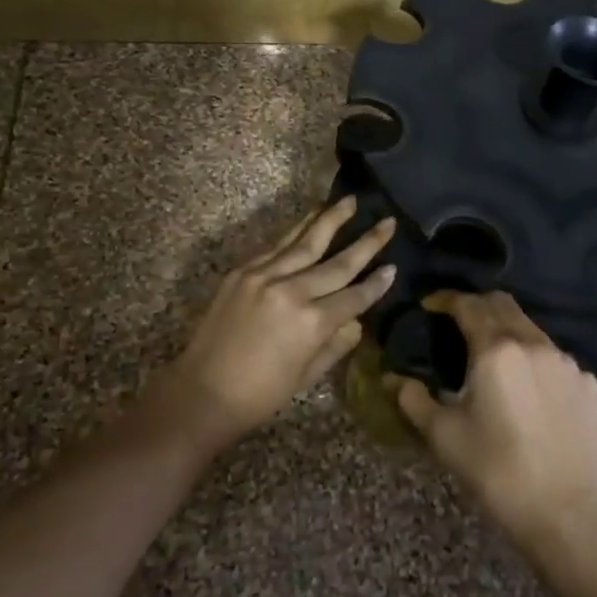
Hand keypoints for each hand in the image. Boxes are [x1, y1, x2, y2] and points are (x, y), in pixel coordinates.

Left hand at [153, 197, 395, 451]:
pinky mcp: (242, 272)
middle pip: (337, 263)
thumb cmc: (259, 395)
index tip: (394, 266)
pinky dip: (295, 232)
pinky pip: (276, 247)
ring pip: (305, 242)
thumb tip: (355, 321)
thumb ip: (335, 344)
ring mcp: (264, 276)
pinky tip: (309, 219)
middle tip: (387, 222)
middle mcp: (291, 291)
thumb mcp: (307, 376)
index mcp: (312, 323)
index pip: (354, 296)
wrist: (202, 391)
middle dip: (367, 242)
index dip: (376, 284)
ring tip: (349, 201)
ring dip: (329, 219)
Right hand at [396, 291, 596, 554]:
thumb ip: (413, 399)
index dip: (445, 299)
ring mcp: (565, 362)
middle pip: (502, 304)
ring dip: (505, 329)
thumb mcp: (444, 436)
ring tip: (490, 355)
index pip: (468, 304)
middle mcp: (533, 343)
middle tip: (456, 322)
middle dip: (476, 305)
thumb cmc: (497, 472)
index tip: (430, 305)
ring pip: (530, 327)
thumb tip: (392, 379)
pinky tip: (525, 386)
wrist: (566, 514)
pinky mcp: (586, 383)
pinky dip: (532, 357)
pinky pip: (553, 356)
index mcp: (496, 350)